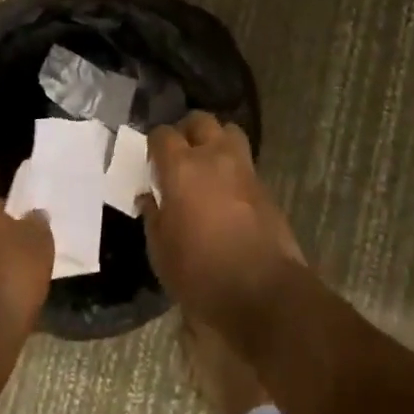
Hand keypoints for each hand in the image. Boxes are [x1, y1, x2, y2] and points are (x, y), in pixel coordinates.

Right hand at [139, 112, 304, 335]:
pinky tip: (225, 191)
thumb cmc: (201, 274)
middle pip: (200, 121)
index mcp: (182, 168)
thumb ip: (153, 217)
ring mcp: (244, 168)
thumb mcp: (161, 252)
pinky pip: (244, 162)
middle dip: (187, 131)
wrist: (263, 292)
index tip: (152, 162)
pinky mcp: (264, 186)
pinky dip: (232, 167)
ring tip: (205, 165)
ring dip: (215, 141)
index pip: (163, 135)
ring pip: (229, 132)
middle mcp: (214, 157)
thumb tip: (149, 198)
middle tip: (179, 155)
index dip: (155, 144)